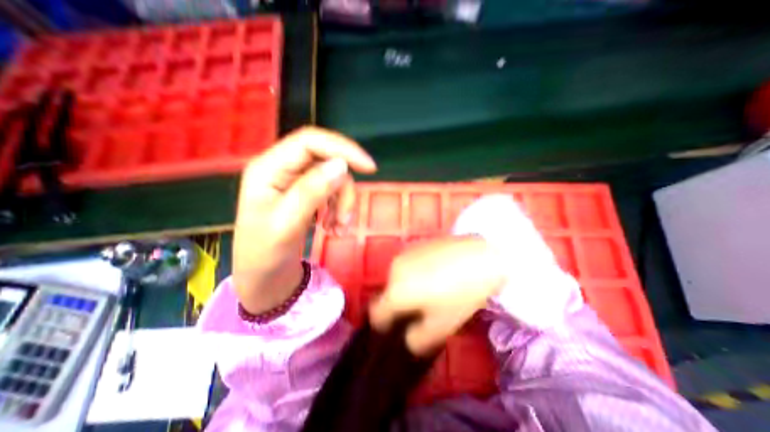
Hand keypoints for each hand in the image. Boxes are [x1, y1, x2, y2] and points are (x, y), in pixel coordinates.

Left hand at [234, 126, 378, 313]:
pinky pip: (333, 193)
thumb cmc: (265, 254)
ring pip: (334, 179)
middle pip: (326, 162)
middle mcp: (282, 169)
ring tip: (338, 230)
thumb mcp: (286, 224)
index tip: (369, 168)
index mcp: (268, 168)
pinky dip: (340, 210)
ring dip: (343, 204)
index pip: (310, 142)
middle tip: (346, 219)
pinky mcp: (306, 194)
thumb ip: (311, 192)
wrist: (263, 277)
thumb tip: (341, 165)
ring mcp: (295, 182)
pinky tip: (334, 229)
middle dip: (343, 190)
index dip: (342, 148)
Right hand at [371, 237, 509, 355]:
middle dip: (400, 305)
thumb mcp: (441, 326)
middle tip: (423, 309)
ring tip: (433, 289)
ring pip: (398, 279)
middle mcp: (393, 270)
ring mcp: (404, 254)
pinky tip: (437, 272)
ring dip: (407, 287)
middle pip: (389, 295)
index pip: (376, 314)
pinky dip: (414, 273)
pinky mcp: (415, 245)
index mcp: (395, 292)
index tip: (398, 328)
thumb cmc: (460, 294)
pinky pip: (407, 266)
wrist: (480, 255)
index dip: (384, 325)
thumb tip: (407, 339)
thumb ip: (418, 340)